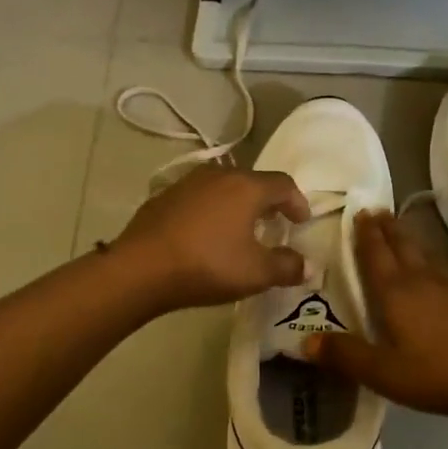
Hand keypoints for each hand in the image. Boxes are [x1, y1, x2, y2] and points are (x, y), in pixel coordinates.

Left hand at [114, 166, 311, 311]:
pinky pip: (199, 198)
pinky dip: (211, 210)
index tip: (301, 221)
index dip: (297, 202)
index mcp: (246, 187)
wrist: (140, 268)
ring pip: (223, 186)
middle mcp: (219, 175)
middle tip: (274, 223)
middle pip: (252, 181)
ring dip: (237, 203)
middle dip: (267, 201)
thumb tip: (307, 265)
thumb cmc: (207, 265)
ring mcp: (188, 182)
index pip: (283, 184)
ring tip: (240, 227)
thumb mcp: (255, 273)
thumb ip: (286, 267)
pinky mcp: (164, 196)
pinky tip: (205, 233)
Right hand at [305, 210, 447, 419]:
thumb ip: (346, 356)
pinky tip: (432, 267)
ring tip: (398, 228)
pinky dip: (428, 258)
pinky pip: (440, 267)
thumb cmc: (439, 374)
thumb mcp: (385, 373)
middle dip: (386, 228)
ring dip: (406, 238)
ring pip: (422, 253)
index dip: (365, 235)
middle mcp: (420, 280)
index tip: (359, 211)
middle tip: (376, 210)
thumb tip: (304, 341)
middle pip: (400, 246)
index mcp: (395, 293)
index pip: (375, 255)